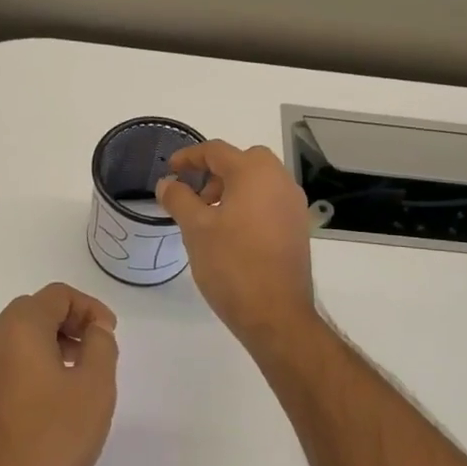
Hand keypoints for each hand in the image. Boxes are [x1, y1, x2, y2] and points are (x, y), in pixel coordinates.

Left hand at [0, 283, 118, 465]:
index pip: (57, 295)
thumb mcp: (95, 388)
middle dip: (71, 323)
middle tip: (97, 352)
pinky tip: (55, 400)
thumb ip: (101, 345)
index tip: (110, 336)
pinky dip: (35, 364)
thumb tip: (94, 329)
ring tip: (80, 377)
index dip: (90, 308)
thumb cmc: (52, 441)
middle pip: (35, 310)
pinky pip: (8, 362)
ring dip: (53, 343)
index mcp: (18, 329)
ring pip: (20, 337)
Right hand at [155, 140, 318, 348]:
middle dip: (215, 172)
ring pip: (259, 181)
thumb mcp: (195, 229)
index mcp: (255, 173)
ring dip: (233, 188)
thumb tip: (167, 183)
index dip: (189, 157)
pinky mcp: (298, 226)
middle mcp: (280, 180)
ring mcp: (294, 204)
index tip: (170, 171)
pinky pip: (270, 201)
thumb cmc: (232, 265)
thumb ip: (179, 199)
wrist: (276, 314)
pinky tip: (232, 233)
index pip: (216, 151)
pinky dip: (250, 204)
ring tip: (210, 217)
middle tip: (194, 196)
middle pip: (243, 161)